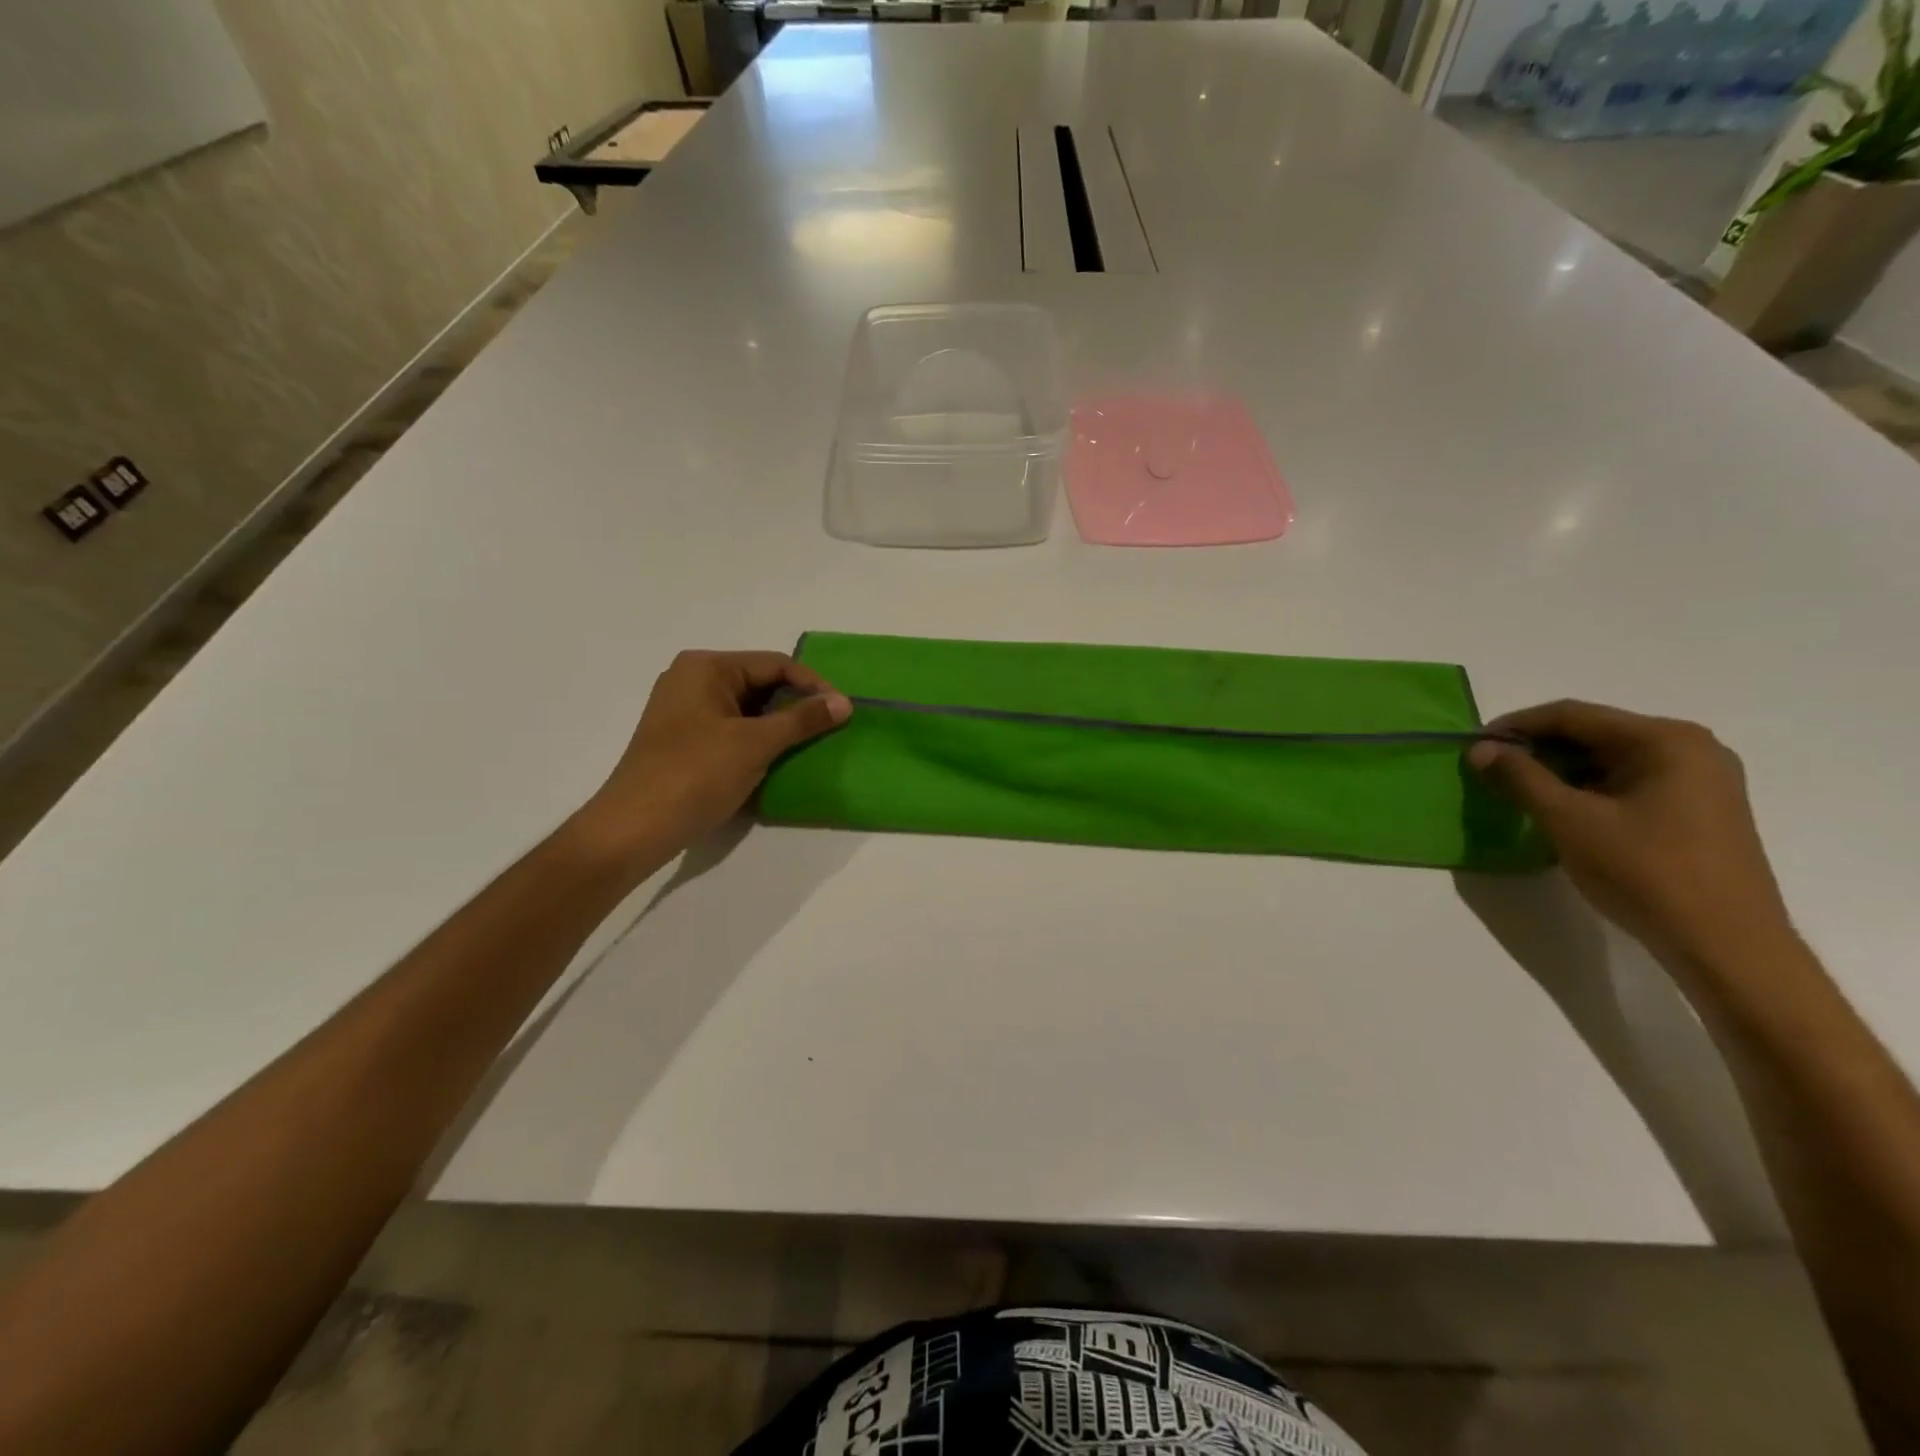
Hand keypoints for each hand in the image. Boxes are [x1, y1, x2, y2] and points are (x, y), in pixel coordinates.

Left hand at [575, 650, 849, 864]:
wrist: (634, 828)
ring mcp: (686, 711)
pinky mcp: (685, 740)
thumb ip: (802, 720)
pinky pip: (733, 729)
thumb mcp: (755, 744)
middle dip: (797, 704)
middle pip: (761, 683)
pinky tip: (779, 759)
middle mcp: (692, 680)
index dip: (813, 685)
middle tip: (830, 728)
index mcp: (706, 667)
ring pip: (748, 708)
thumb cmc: (695, 775)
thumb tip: (844, 703)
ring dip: (780, 724)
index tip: (843, 711)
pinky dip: (759, 739)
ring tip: (811, 744)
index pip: (774, 664)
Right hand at [1469, 701, 1791, 971]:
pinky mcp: (1699, 808)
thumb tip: (1480, 748)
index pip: (1573, 715)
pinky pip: (1628, 782)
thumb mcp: (1569, 820)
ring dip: (1559, 770)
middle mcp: (1690, 748)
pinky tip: (1561, 809)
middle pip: (1593, 733)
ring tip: (1517, 790)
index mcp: (1665, 740)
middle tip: (1491, 769)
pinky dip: (1587, 788)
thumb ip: (1520, 777)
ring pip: (1609, 759)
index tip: (1474, 744)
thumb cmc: (1645, 872)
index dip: (1516, 726)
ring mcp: (1701, 779)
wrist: (1726, 944)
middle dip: (1537, 748)